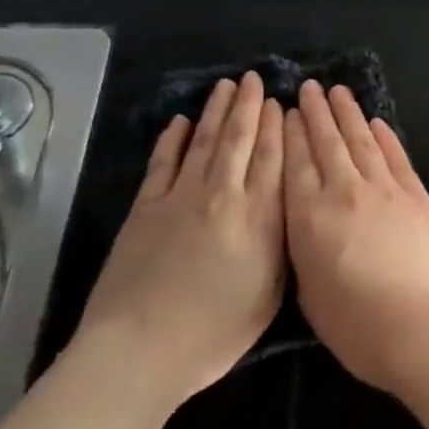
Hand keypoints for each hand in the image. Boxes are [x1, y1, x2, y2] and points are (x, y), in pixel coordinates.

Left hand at [79, 73, 284, 406]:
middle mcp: (223, 195)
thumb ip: (284, 243)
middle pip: (239, 140)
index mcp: (259, 217)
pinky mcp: (145, 208)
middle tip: (254, 79)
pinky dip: (171, 140)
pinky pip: (162, 164)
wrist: (139, 349)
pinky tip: (179, 122)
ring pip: (203, 142)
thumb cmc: (215, 332)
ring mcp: (180, 198)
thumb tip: (289, 205)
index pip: (273, 158)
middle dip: (248, 106)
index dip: (278, 126)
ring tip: (225, 86)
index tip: (281, 102)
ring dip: (215, 112)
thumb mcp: (271, 293)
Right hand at [282, 81, 428, 393]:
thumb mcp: (309, 294)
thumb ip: (304, 250)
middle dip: (316, 113)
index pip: (295, 164)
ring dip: (348, 114)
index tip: (288, 111)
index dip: (291, 133)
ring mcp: (385, 189)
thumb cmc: (358, 327)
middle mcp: (344, 192)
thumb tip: (308, 225)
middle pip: (327, 143)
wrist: (424, 327)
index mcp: (309, 218)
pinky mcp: (417, 195)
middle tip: (309, 87)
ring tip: (337, 91)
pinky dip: (385, 137)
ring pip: (361, 141)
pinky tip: (377, 123)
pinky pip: (396, 157)